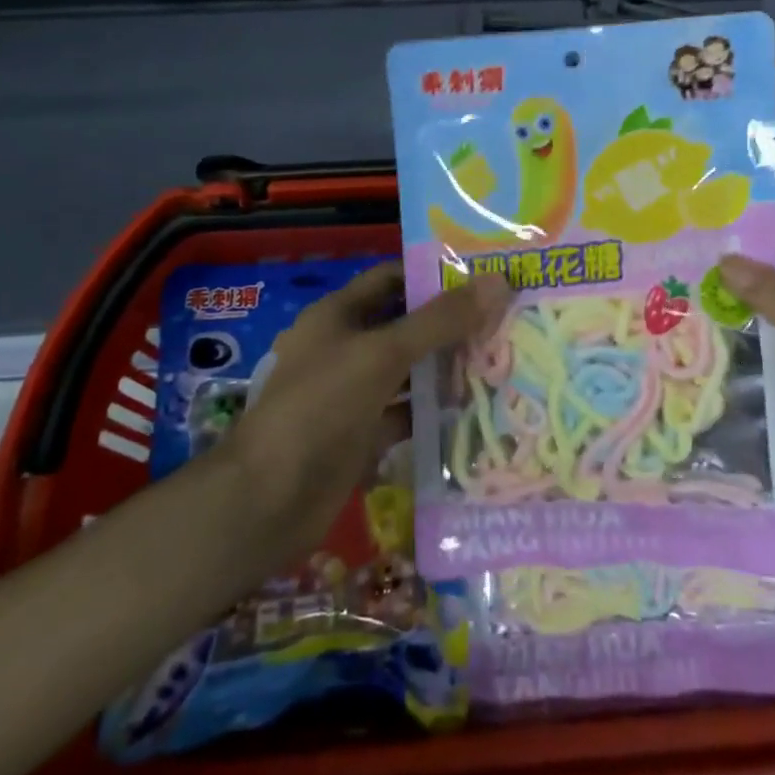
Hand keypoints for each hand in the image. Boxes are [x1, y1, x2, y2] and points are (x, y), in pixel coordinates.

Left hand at [219, 264, 513, 552]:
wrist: (269, 499)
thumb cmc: (321, 407)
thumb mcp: (382, 354)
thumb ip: (440, 320)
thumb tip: (498, 282)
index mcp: (337, 314)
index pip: (392, 279)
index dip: (434, 275)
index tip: (484, 278)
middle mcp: (344, 348)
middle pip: (404, 325)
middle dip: (449, 324)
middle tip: (506, 320)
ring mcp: (352, 393)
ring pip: (408, 371)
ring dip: (446, 368)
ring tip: (502, 360)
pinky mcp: (362, 435)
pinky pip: (405, 414)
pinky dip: (434, 412)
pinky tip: (476, 410)